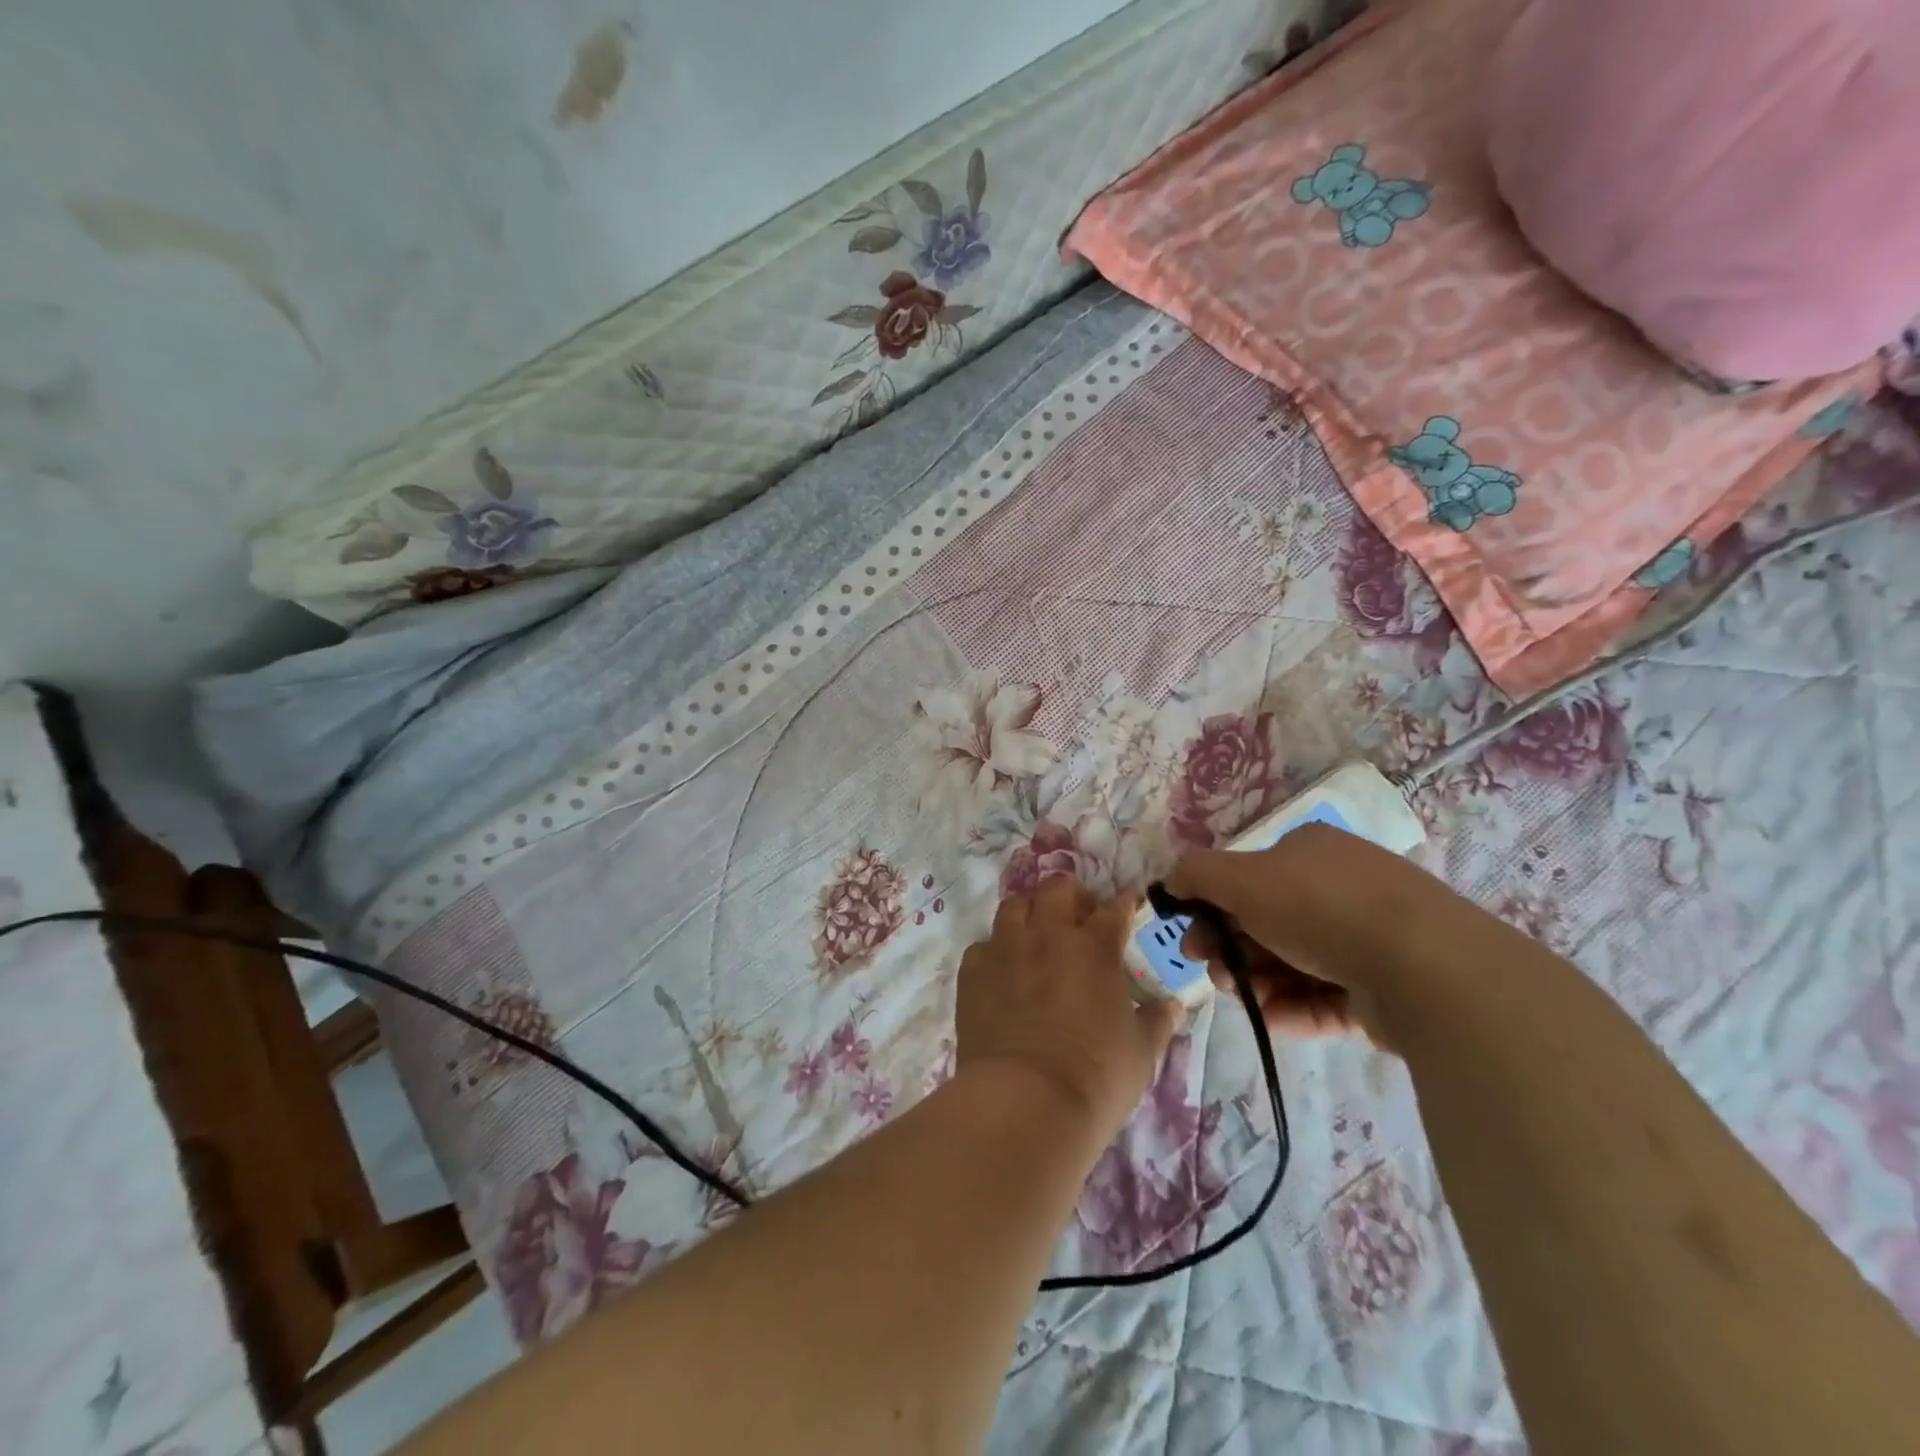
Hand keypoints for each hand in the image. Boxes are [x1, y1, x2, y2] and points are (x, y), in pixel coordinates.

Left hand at [956, 877, 1183, 1138]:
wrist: (1025, 1100)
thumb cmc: (1096, 1075)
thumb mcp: (1141, 1051)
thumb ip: (1158, 1021)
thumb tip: (1175, 1006)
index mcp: (1094, 947)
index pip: (1114, 909)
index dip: (1124, 903)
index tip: (1128, 904)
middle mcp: (1047, 935)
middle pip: (1057, 889)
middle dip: (1072, 894)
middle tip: (1079, 916)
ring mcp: (1005, 950)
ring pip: (1014, 905)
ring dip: (1029, 911)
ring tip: (1036, 933)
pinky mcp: (972, 973)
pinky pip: (982, 945)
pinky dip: (995, 951)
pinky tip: (1003, 971)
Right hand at [1165, 825, 1411, 1048]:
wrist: (1423, 965)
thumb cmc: (1319, 907)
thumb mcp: (1241, 879)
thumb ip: (1197, 873)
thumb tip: (1171, 879)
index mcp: (1311, 852)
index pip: (1250, 879)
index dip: (1213, 909)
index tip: (1192, 939)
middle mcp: (1342, 889)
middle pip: (1268, 923)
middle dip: (1233, 950)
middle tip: (1216, 973)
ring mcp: (1369, 940)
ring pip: (1295, 963)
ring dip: (1258, 982)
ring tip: (1245, 999)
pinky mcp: (1387, 989)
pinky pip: (1328, 998)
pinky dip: (1295, 1008)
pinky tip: (1271, 1019)